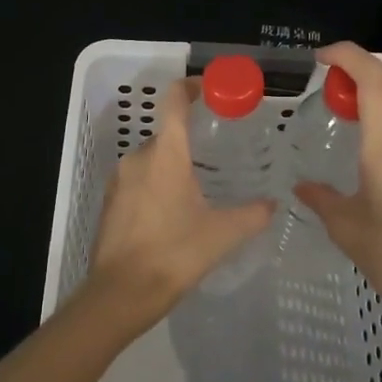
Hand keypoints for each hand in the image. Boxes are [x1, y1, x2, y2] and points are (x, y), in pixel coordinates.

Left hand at [83, 79, 273, 328]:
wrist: (120, 293)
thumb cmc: (175, 254)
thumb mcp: (222, 235)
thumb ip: (252, 214)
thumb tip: (272, 204)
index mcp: (166, 154)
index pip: (174, 102)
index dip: (191, 87)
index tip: (210, 90)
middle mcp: (138, 157)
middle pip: (166, 135)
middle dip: (191, 142)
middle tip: (217, 158)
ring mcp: (119, 179)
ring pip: (152, 160)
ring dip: (173, 168)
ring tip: (199, 191)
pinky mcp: (109, 201)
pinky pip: (137, 181)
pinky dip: (156, 187)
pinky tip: (173, 214)